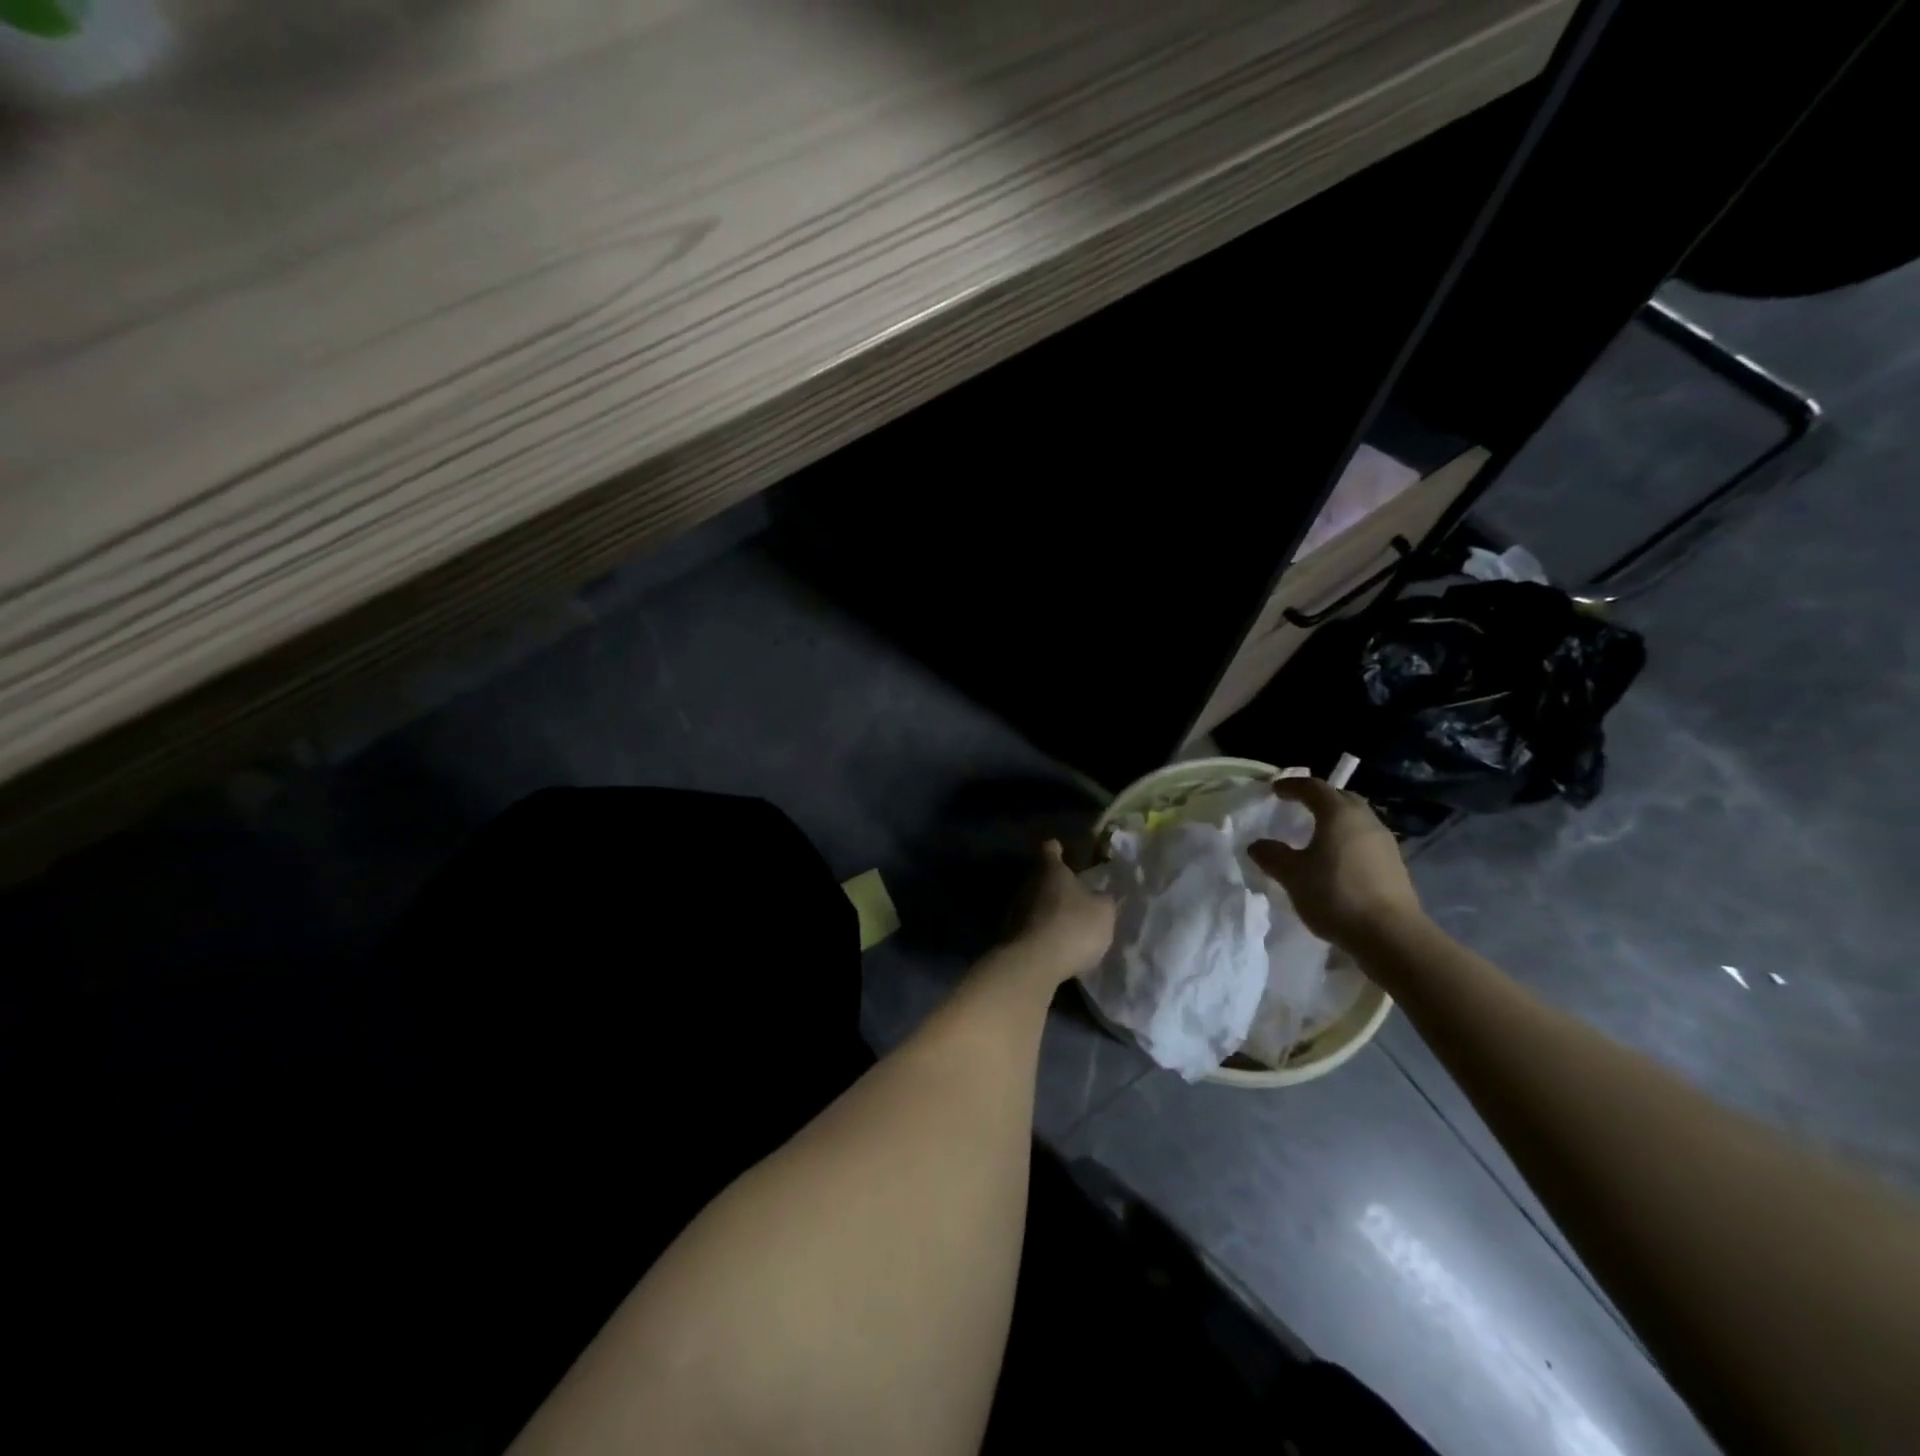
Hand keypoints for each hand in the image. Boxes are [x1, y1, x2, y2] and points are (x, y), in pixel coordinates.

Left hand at [1004, 840, 1115, 983]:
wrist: (1033, 963)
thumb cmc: (1072, 926)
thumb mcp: (1103, 912)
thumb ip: (1103, 899)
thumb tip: (1099, 896)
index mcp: (1050, 869)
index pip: (1051, 848)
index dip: (1060, 850)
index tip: (1067, 854)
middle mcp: (1028, 883)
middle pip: (1042, 878)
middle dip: (1057, 886)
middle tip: (1077, 898)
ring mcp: (1014, 909)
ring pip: (1035, 903)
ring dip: (1049, 912)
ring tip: (1069, 927)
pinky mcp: (1009, 935)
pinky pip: (1030, 928)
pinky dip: (1042, 934)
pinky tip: (1056, 948)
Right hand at [1249, 777, 1424, 950]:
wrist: (1390, 935)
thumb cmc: (1335, 894)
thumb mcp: (1292, 875)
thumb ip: (1272, 855)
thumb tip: (1257, 845)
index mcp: (1338, 814)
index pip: (1313, 787)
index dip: (1292, 786)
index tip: (1275, 790)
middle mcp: (1365, 820)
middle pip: (1340, 798)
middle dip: (1319, 798)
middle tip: (1299, 806)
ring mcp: (1384, 842)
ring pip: (1356, 819)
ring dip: (1336, 820)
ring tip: (1318, 834)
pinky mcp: (1394, 865)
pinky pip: (1365, 840)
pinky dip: (1348, 840)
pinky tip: (1337, 859)